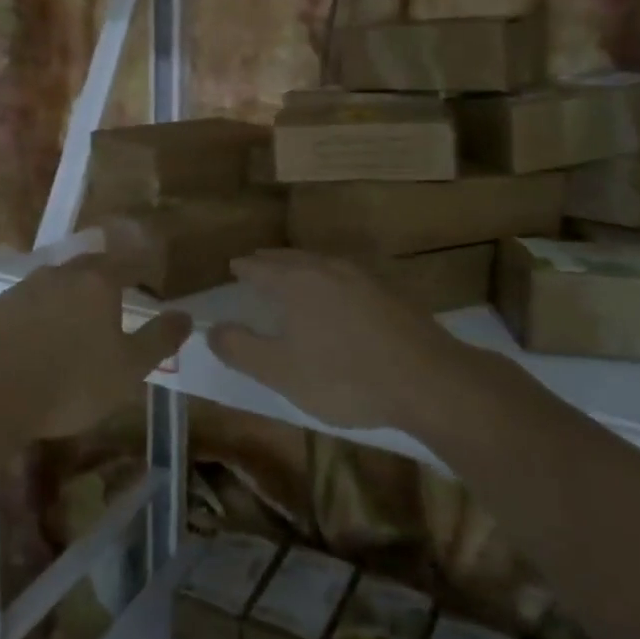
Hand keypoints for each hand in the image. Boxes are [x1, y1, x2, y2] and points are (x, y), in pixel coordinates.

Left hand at [0, 255, 190, 440]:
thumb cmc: (70, 383)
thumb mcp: (128, 369)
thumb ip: (159, 339)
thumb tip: (186, 315)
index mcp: (97, 282)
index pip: (129, 262)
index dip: (143, 268)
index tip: (151, 280)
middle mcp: (60, 274)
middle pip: (90, 266)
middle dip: (106, 278)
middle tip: (115, 298)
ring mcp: (23, 288)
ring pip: (55, 283)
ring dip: (69, 296)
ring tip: (75, 322)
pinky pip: (26, 304)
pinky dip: (38, 315)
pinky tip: (36, 340)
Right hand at [207, 250, 464, 431]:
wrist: (428, 380)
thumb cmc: (344, 377)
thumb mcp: (281, 372)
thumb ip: (241, 349)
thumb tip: (211, 329)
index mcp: (296, 282)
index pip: (260, 267)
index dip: (243, 268)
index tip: (233, 267)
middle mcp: (327, 269)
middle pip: (290, 258)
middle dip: (270, 261)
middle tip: (256, 264)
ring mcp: (362, 278)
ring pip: (320, 263)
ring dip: (300, 266)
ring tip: (291, 275)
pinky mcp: (388, 293)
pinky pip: (344, 276)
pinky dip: (327, 279)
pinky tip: (335, 294)